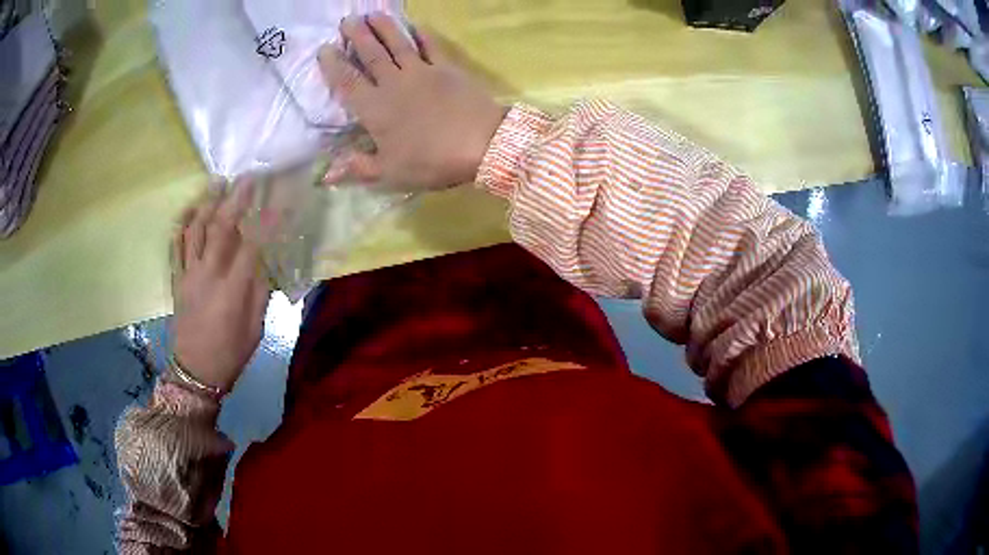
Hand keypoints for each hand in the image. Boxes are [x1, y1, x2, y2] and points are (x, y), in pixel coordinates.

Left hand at [171, 183, 270, 392]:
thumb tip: (264, 262)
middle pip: (221, 228)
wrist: (195, 372)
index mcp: (232, 291)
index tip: (279, 198)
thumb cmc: (230, 354)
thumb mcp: (255, 329)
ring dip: (206, 202)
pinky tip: (189, 209)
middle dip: (235, 199)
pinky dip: (181, 224)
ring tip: (217, 182)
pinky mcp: (176, 279)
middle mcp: (208, 275)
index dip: (267, 219)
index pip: (252, 245)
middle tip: (246, 178)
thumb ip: (260, 292)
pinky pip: (175, 245)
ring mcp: (188, 274)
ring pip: (195, 230)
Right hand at [319, 14, 506, 188]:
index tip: (324, 48)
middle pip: (371, 55)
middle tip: (347, 19)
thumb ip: (358, 168)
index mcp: (375, 109)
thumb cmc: (431, 161)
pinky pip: (431, 46)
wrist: (482, 143)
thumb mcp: (391, 173)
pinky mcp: (447, 68)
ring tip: (372, 14)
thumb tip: (326, 174)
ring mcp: (422, 72)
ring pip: (397, 45)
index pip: (348, 82)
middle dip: (357, 36)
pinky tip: (414, 26)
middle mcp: (394, 83)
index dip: (334, 65)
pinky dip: (421, 35)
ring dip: (383, 28)